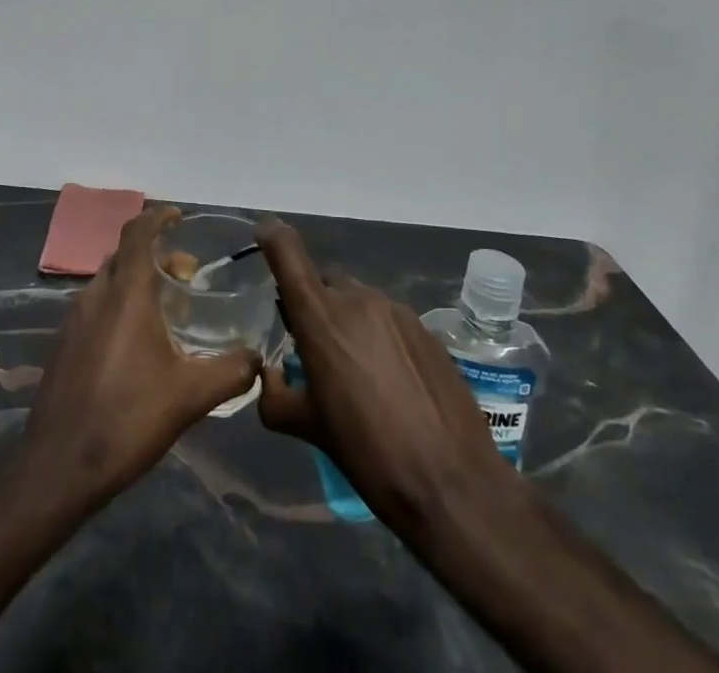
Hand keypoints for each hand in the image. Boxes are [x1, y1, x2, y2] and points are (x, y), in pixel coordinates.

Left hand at [19, 204, 260, 511]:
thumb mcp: (190, 397)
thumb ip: (230, 372)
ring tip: (165, 309)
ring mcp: (73, 319)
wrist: (58, 467)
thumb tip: (258, 359)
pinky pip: (94, 306)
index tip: (179, 217)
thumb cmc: (127, 418)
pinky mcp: (62, 344)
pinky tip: (135, 344)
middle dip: (155, 254)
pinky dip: (117, 304)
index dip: (158, 217)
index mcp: (126, 293)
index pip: (138, 232)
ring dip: (136, 281)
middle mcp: (96, 295)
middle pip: (124, 255)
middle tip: (185, 275)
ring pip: (108, 281)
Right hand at [256, 214, 515, 537]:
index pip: (287, 251)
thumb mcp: (310, 430)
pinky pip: (389, 321)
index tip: (264, 234)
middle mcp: (357, 299)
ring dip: (348, 324)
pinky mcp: (426, 329)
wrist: (454, 483)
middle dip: (314, 305)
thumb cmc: (369, 454)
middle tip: (314, 349)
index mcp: (320, 316)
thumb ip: (277, 396)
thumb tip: (270, 377)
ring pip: (358, 301)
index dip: (272, 236)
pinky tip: (390, 383)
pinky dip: (379, 339)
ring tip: (356, 373)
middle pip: (324, 283)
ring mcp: (396, 311)